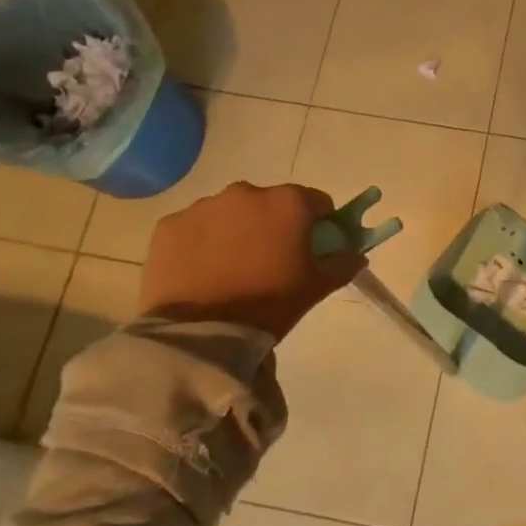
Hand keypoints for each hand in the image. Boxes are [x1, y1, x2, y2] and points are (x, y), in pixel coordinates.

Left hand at [139, 181, 363, 339]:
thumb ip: (342, 263)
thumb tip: (356, 254)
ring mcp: (204, 206)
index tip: (312, 247)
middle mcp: (246, 193)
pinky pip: (195, 228)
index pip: (316, 202)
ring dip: (236, 231)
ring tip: (232, 270)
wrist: (200, 333)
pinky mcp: (170, 225)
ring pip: (231, 213)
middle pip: (270, 203)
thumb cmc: (269, 304)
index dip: (319, 223)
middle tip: (270, 262)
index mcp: (287, 203)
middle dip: (273, 225)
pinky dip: (202, 243)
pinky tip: (202, 272)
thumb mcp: (316, 287)